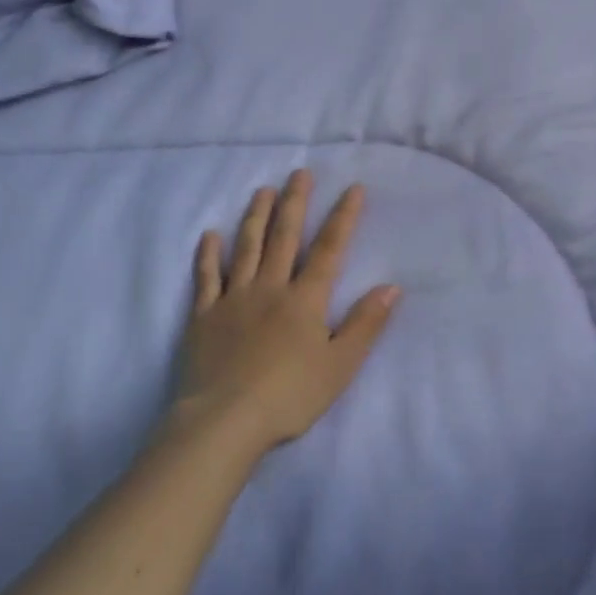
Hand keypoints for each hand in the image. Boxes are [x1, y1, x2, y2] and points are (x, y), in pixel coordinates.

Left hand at [173, 171, 399, 457]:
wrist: (223, 421)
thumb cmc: (288, 397)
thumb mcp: (339, 367)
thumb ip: (365, 325)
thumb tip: (392, 286)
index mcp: (305, 300)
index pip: (329, 249)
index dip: (343, 217)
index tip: (353, 188)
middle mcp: (270, 288)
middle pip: (284, 237)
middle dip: (295, 203)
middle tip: (299, 172)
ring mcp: (233, 298)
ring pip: (246, 248)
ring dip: (256, 216)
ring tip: (263, 190)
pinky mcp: (203, 315)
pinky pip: (206, 278)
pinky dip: (208, 255)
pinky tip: (210, 235)